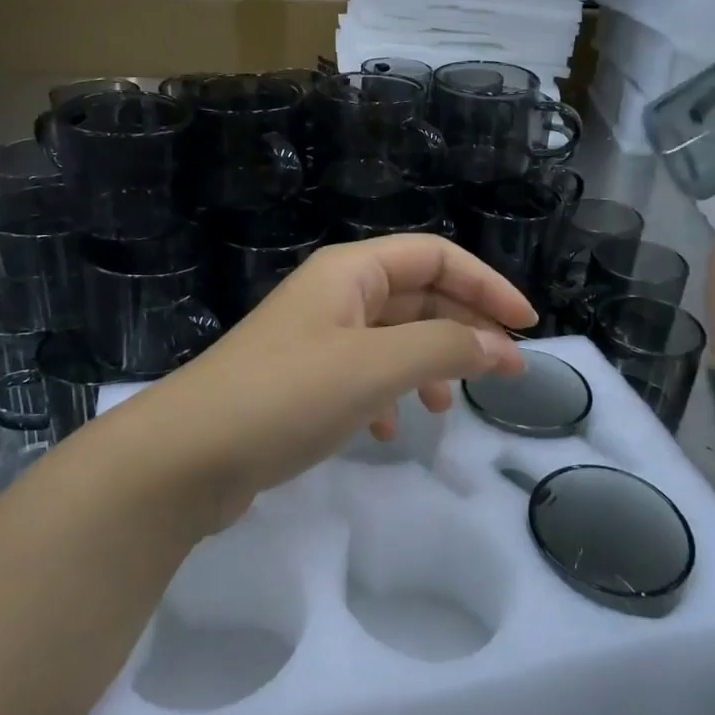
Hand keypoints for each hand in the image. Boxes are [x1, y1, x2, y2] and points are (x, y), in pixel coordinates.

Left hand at [115, 235, 533, 530]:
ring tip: (443, 408)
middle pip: (419, 295)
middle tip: (504, 373)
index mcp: (351, 272)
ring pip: (394, 339)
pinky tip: (389, 432)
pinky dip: (389, 396)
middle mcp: (335, 295)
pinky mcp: (302, 383)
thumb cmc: (285, 396)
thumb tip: (498, 346)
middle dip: (464, 329)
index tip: (528, 326)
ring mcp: (316, 339)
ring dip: (429, 365)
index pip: (436, 257)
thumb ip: (443, 348)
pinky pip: (364, 375)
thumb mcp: (375, 366)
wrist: (185, 457)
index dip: (487, 284)